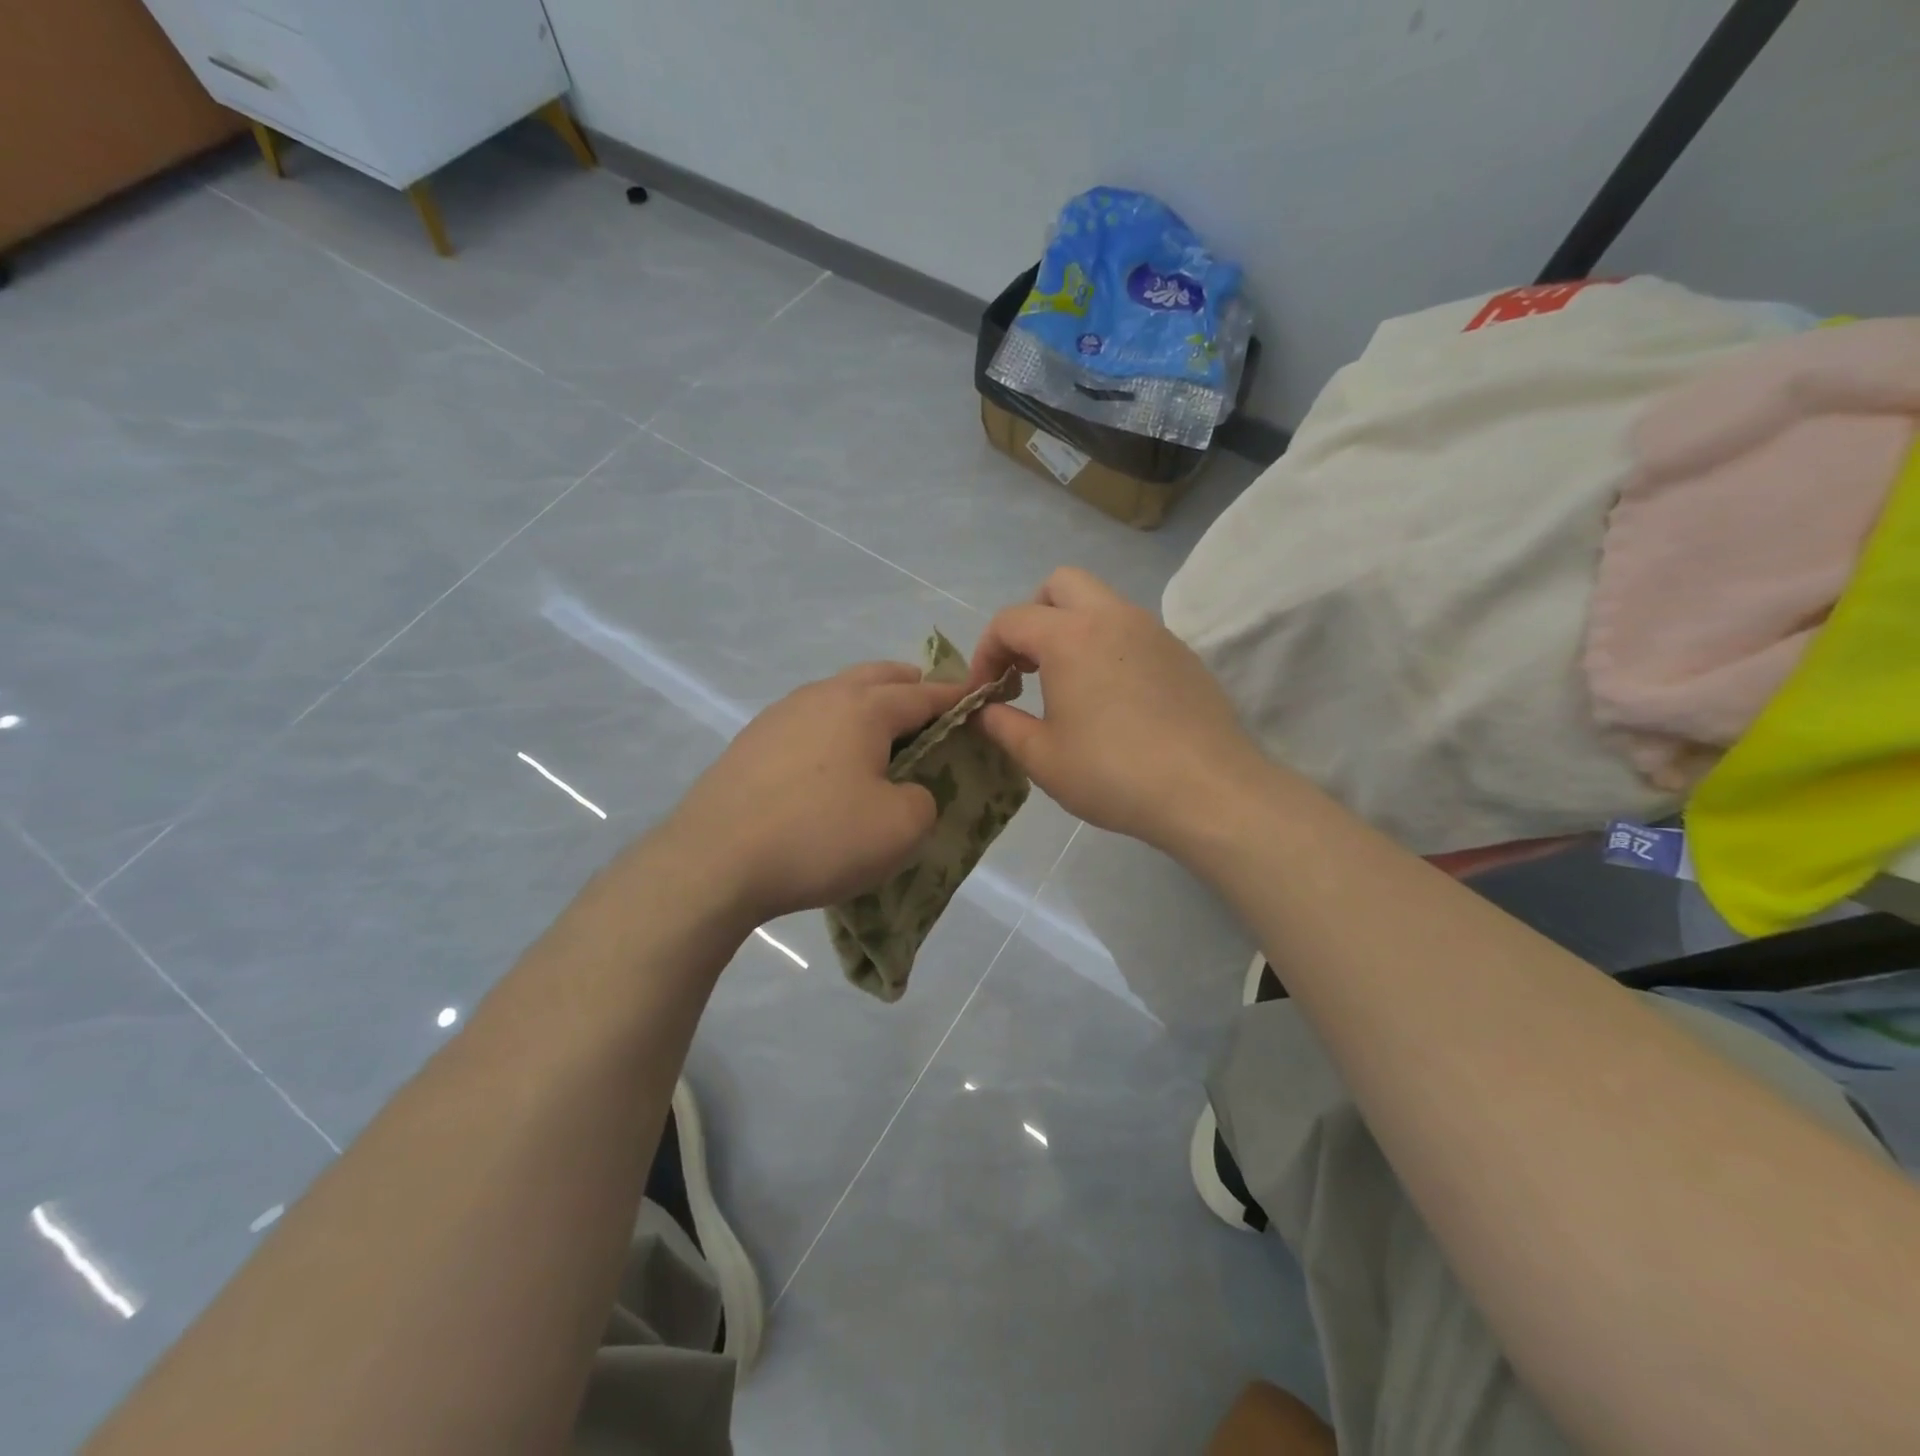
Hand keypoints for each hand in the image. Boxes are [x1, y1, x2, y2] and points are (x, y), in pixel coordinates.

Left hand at [662, 662, 966, 926]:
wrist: (713, 862)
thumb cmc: (820, 838)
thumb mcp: (900, 828)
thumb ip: (923, 799)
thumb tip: (906, 790)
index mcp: (864, 707)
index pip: (924, 694)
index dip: (956, 699)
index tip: (978, 701)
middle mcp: (821, 696)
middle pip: (877, 677)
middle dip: (910, 688)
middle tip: (931, 713)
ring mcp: (779, 716)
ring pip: (837, 696)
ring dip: (867, 707)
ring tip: (882, 740)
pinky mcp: (751, 743)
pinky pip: (808, 723)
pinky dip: (833, 731)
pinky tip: (829, 766)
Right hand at [967, 568, 1264, 849]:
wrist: (1208, 790)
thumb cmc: (1113, 773)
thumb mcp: (1042, 758)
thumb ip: (1002, 726)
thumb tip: (984, 711)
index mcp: (1070, 636)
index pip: (1010, 621)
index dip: (985, 653)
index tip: (984, 692)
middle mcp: (1112, 618)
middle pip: (1059, 585)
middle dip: (1031, 617)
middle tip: (1026, 666)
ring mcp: (1153, 631)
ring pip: (1101, 603)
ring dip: (1071, 629)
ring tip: (1066, 684)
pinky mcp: (1181, 652)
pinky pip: (1131, 631)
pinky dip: (1107, 647)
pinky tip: (1113, 699)